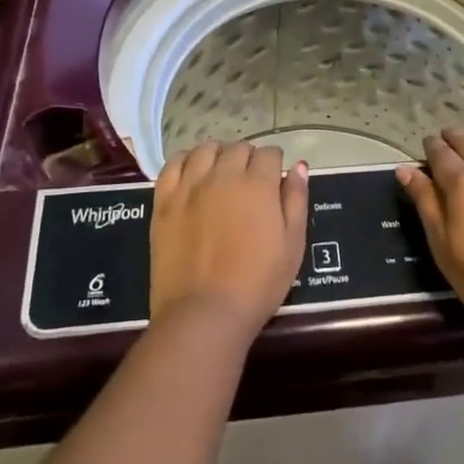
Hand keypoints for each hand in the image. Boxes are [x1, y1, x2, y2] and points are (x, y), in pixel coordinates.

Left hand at [151, 141, 308, 337]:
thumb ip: (296, 200)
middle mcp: (224, 174)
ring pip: (206, 149)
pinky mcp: (165, 200)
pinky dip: (185, 162)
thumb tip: (298, 166)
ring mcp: (191, 185)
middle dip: (248, 159)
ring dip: (218, 155)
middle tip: (249, 184)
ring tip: (220, 174)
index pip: (269, 153)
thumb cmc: (257, 284)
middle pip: (239, 148)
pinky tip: (191, 174)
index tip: (273, 181)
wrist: (204, 314)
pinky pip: (173, 164)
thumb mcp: (293, 245)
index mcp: (258, 184)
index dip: (274, 164)